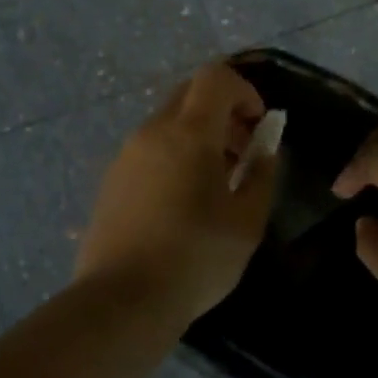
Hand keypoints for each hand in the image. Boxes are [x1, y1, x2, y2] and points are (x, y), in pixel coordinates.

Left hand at [75, 64, 278, 322]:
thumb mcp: (247, 221)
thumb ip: (262, 174)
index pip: (215, 77)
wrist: (122, 300)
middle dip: (223, 111)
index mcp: (188, 133)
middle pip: (189, 94)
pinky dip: (175, 154)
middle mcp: (152, 132)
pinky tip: (183, 200)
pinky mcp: (111, 179)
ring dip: (199, 135)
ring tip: (216, 181)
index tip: (258, 125)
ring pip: (168, 122)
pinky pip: (150, 148)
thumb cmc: (196, 258)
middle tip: (242, 151)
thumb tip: (265, 149)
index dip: (244, 90)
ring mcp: (126, 155)